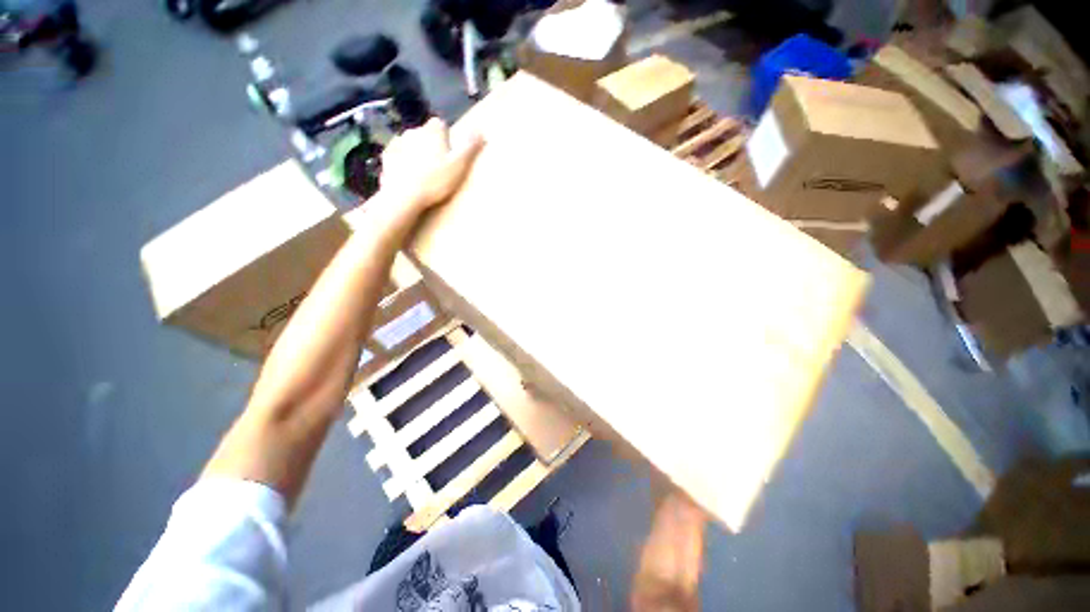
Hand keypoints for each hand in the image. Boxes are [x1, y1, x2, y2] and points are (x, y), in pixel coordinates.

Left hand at [380, 117, 484, 212]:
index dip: (445, 137)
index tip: (448, 153)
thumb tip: (481, 130)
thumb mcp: (459, 165)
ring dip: (416, 152)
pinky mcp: (386, 156)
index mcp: (432, 131)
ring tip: (422, 173)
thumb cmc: (435, 181)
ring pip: (410, 143)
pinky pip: (398, 154)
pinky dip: (403, 161)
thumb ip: (469, 147)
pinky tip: (408, 176)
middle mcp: (413, 130)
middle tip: (438, 166)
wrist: (403, 195)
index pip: (440, 124)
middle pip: (425, 133)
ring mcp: (397, 142)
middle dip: (430, 144)